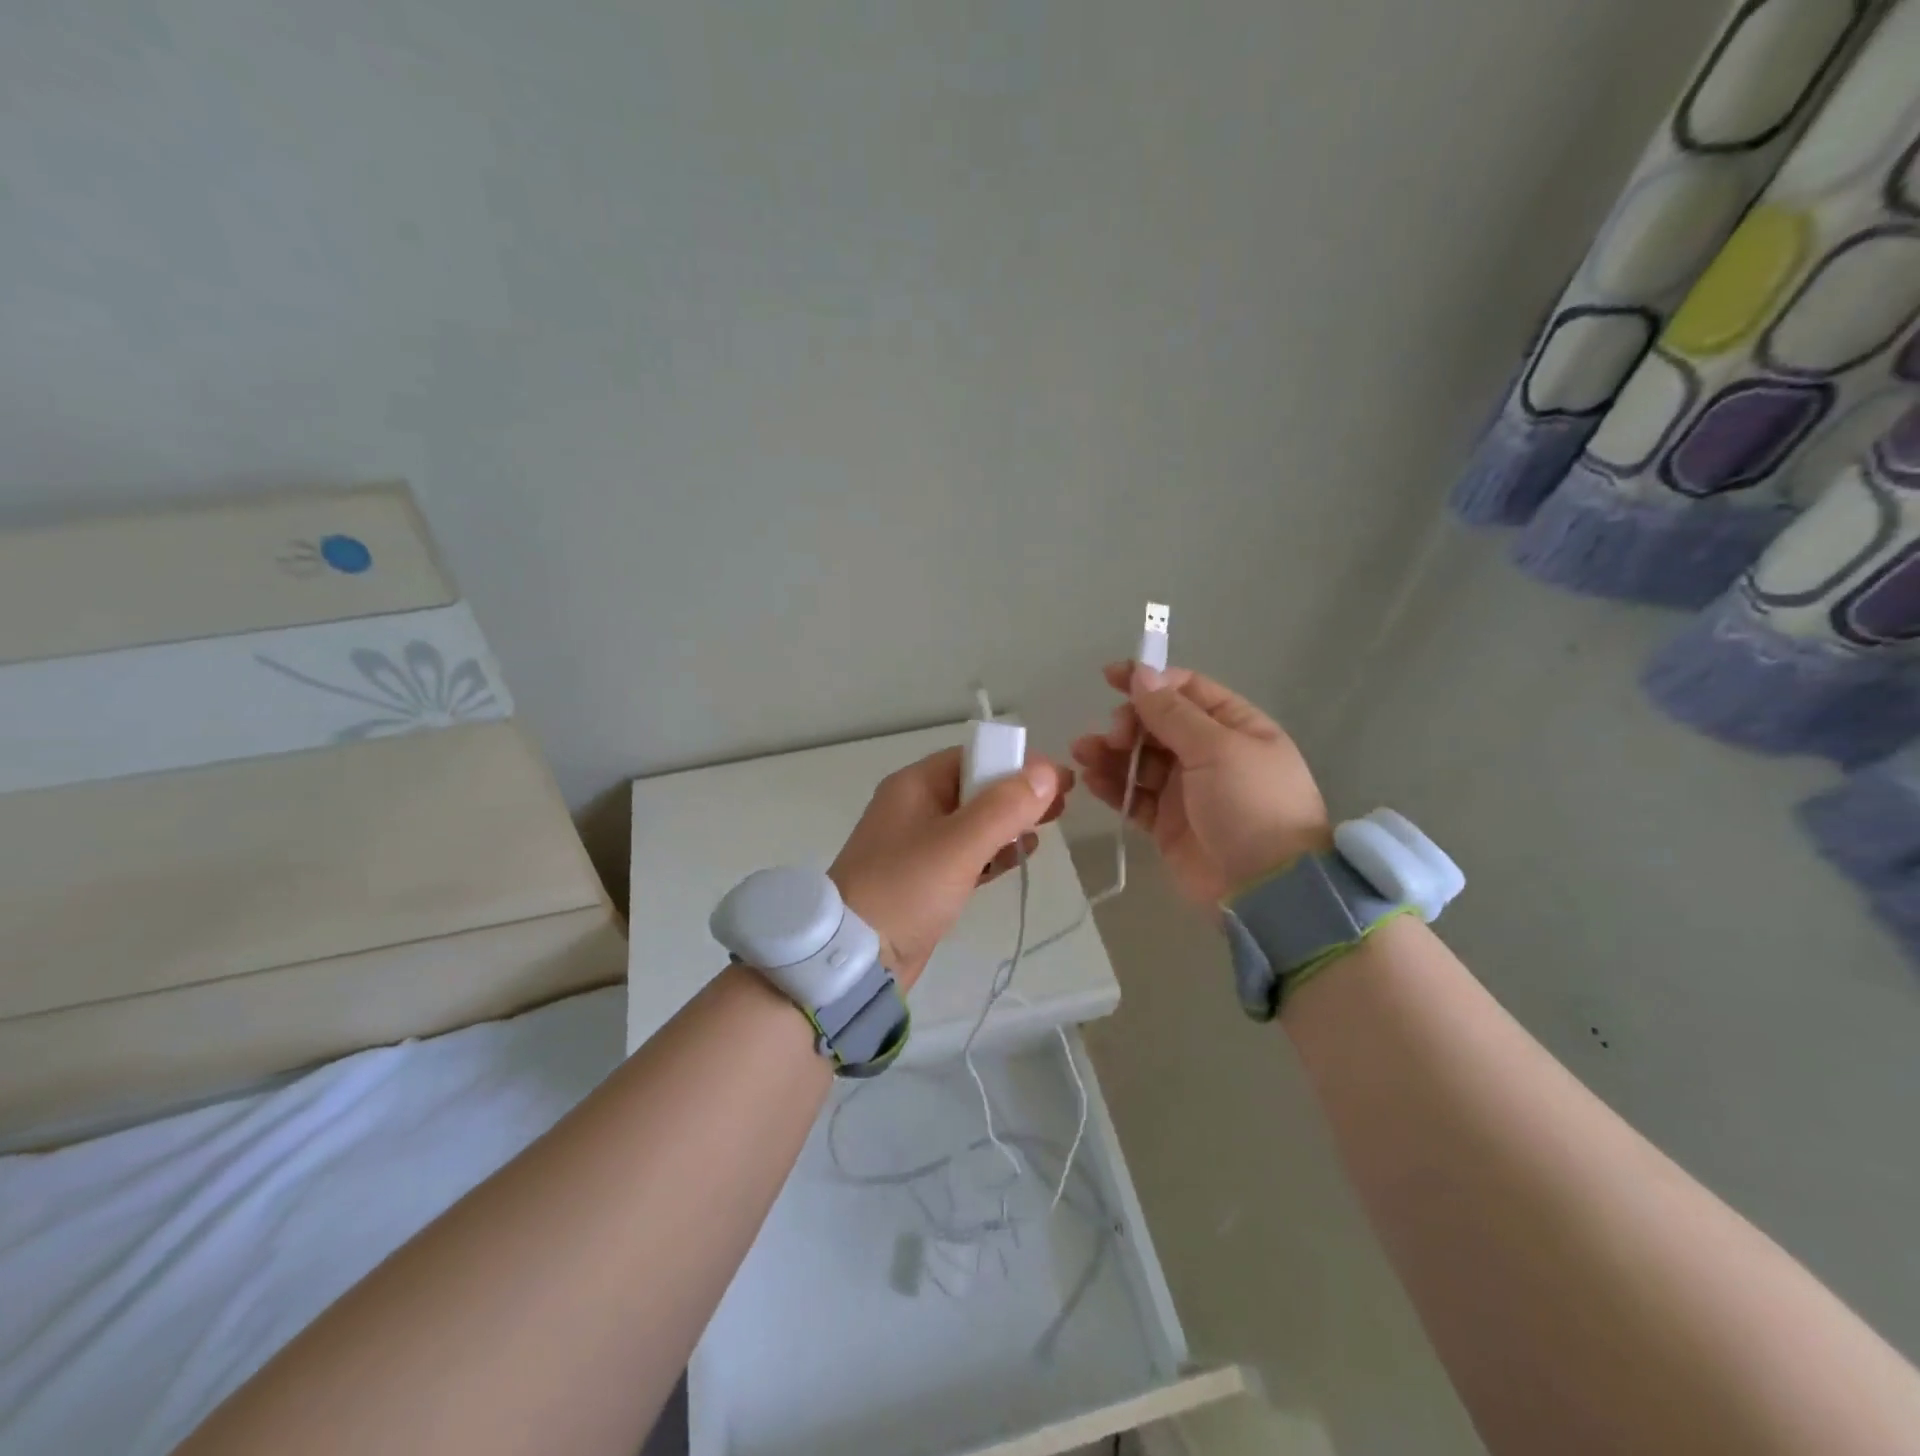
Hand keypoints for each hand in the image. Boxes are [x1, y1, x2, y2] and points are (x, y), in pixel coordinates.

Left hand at [829, 747, 1070, 988]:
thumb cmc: (905, 890)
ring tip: (1049, 827)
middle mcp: (915, 807)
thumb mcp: (958, 844)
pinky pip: (968, 853)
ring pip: (974, 821)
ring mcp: (918, 844)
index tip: (1058, 779)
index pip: (973, 757)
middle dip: (1019, 792)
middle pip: (976, 787)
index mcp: (915, 785)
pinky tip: (1022, 855)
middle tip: (1063, 804)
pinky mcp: (925, 878)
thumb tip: (1047, 771)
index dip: (1017, 762)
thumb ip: (1004, 807)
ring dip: (1010, 821)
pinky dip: (994, 851)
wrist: (855, 958)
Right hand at [1071, 663, 1329, 907]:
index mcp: (1234, 727)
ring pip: (1140, 761)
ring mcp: (1187, 791)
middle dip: (1129, 723)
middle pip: (1158, 725)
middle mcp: (1210, 754)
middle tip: (1114, 736)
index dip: (1150, 680)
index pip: (1187, 691)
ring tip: (1084, 752)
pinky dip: (1113, 787)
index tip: (1111, 678)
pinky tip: (1091, 779)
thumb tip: (1141, 673)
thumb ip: (1173, 713)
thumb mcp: (1217, 748)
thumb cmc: (1251, 804)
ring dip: (1111, 753)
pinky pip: (1134, 797)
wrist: (1266, 887)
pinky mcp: (1167, 824)